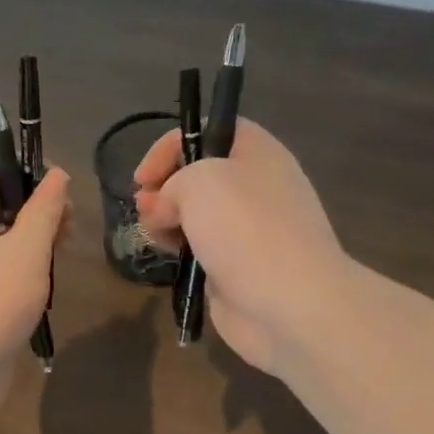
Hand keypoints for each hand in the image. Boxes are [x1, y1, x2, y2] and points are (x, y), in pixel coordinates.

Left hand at [0, 154, 69, 419]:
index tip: (55, 188)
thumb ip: (45, 209)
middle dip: (31, 207)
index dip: (20, 165)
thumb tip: (56, 176)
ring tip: (58, 255)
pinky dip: (13, 268)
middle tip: (66, 226)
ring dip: (26, 240)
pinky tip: (39, 285)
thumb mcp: (28, 249)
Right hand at [134, 120, 344, 379]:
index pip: (209, 130)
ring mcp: (249, 230)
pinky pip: (201, 249)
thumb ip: (172, 183)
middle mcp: (256, 186)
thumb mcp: (199, 181)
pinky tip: (171, 261)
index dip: (170, 146)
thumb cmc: (247, 229)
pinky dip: (182, 252)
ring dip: (167, 222)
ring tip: (157, 239)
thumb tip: (166, 210)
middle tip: (146, 210)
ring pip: (195, 215)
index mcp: (257, 153)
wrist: (291, 304)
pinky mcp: (239, 267)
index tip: (143, 178)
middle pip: (198, 174)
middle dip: (163, 189)